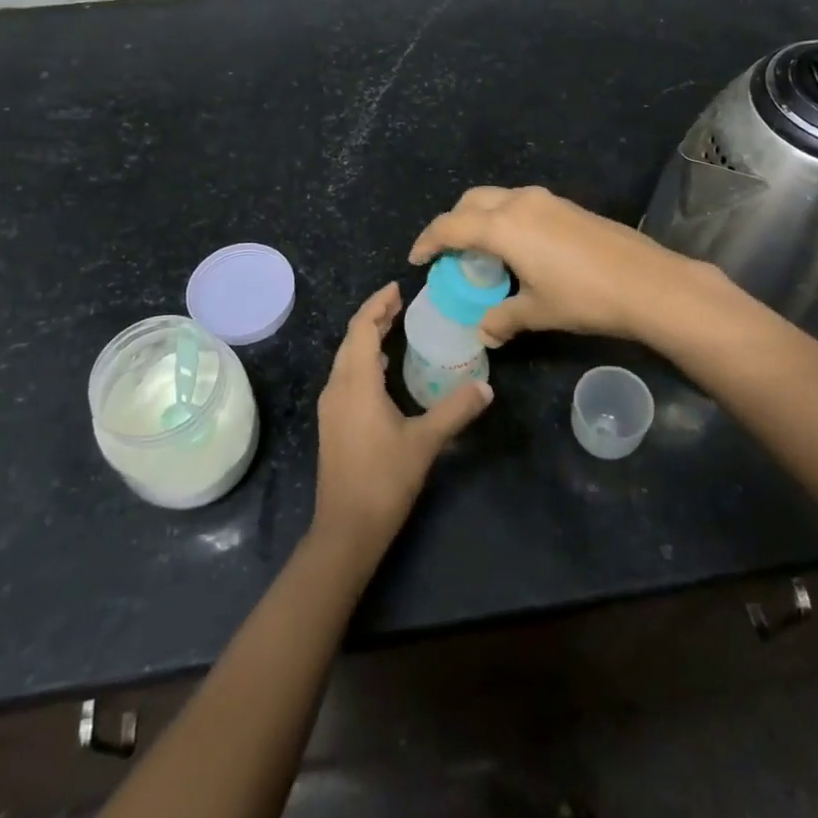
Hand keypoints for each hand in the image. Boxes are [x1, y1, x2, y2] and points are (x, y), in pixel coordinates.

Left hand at [310, 283, 492, 560]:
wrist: (346, 529)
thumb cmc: (384, 480)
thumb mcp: (425, 442)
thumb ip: (455, 411)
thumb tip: (486, 388)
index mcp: (356, 383)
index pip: (361, 328)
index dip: (377, 305)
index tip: (397, 288)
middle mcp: (337, 388)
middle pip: (351, 340)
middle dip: (373, 317)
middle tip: (400, 303)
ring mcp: (331, 407)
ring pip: (346, 359)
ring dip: (366, 338)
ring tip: (393, 327)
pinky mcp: (332, 424)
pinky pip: (346, 377)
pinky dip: (363, 360)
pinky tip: (382, 369)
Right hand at [409, 186, 714, 348]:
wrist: (648, 283)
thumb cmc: (584, 297)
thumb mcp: (538, 311)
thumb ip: (503, 318)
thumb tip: (484, 332)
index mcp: (503, 226)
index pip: (450, 226)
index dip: (428, 241)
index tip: (417, 259)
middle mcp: (519, 202)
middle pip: (471, 202)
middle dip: (453, 223)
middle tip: (448, 253)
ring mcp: (546, 200)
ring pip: (497, 198)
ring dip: (480, 218)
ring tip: (481, 251)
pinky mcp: (566, 205)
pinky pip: (521, 204)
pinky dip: (505, 219)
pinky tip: (517, 248)